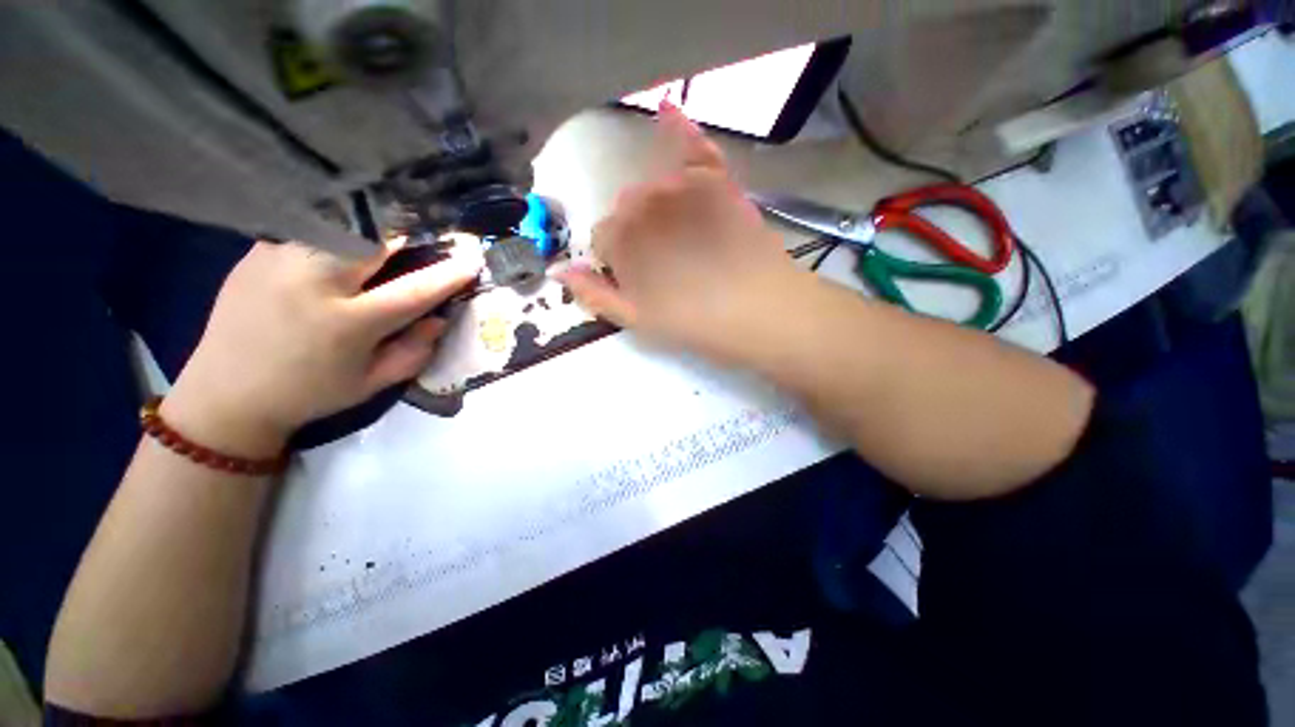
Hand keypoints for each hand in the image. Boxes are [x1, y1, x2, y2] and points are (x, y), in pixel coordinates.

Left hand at [162, 240, 482, 457]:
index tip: (472, 260)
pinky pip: (312, 228)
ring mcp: (280, 258)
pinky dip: (337, 233)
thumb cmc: (310, 393)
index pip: (414, 289)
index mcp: (346, 323)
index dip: (449, 274)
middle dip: (408, 237)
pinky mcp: (258, 249)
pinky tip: (339, 250)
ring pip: (343, 225)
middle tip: (423, 245)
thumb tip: (440, 317)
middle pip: (376, 239)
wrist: (225, 393)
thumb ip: (415, 350)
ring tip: (382, 246)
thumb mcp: (373, 383)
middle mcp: (313, 282)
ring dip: (373, 231)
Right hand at [557, 103, 804, 362]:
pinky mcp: (717, 180)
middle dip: (637, 233)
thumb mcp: (637, 319)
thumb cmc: (693, 322)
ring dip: (657, 206)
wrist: (758, 309)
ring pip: (652, 187)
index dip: (618, 260)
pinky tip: (667, 111)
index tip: (640, 280)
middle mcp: (642, 203)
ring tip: (684, 238)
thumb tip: (557, 270)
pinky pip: (694, 146)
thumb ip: (594, 294)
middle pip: (626, 210)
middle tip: (667, 264)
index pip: (602, 238)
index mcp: (620, 239)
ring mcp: (681, 185)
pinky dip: (680, 128)